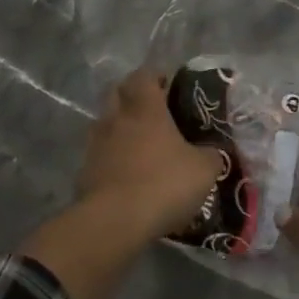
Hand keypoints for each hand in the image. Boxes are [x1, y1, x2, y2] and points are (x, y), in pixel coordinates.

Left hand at [76, 66, 220, 238]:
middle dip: (133, 96)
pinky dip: (112, 157)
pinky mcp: (84, 172)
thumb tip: (213, 152)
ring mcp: (96, 145)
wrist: (114, 223)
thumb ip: (211, 155)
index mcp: (145, 109)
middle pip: (117, 92)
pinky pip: (100, 154)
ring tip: (142, 145)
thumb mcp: (204, 170)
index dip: (155, 76)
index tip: (169, 85)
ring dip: (120, 127)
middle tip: (155, 111)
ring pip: (105, 123)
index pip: (143, 75)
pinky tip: (129, 173)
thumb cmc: (163, 184)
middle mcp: (116, 119)